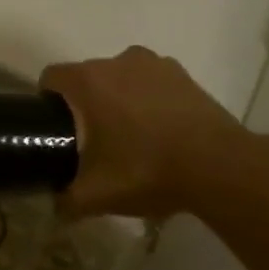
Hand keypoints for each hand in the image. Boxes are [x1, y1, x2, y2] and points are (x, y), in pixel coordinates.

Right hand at [41, 45, 253, 219]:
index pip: (51, 78)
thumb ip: (65, 201)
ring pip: (120, 77)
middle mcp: (118, 61)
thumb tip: (54, 207)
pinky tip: (159, 131)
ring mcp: (154, 64)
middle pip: (87, 77)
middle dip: (84, 104)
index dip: (47, 101)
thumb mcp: (97, 195)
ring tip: (129, 135)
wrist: (221, 167)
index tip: (55, 128)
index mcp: (89, 81)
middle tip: (91, 141)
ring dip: (117, 98)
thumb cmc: (148, 170)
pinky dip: (147, 99)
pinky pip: (150, 81)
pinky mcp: (183, 75)